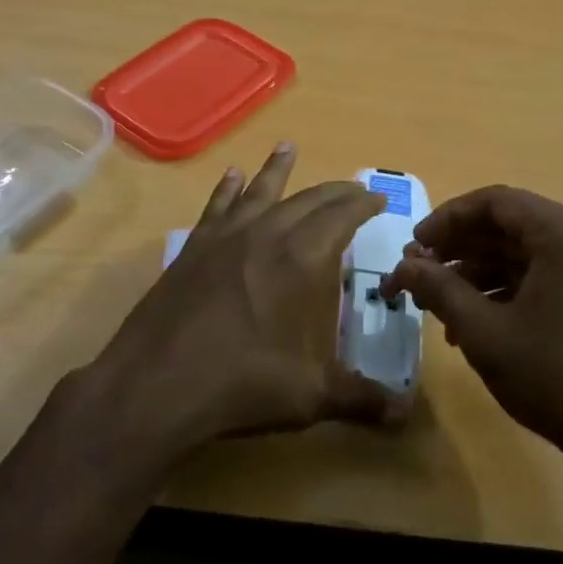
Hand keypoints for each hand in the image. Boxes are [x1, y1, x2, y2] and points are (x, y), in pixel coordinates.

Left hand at [72, 145, 402, 468]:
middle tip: (352, 189)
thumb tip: (405, 416)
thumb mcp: (311, 396)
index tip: (377, 198)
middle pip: (308, 199)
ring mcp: (225, 237)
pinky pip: (217, 206)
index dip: (363, 204)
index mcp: (304, 259)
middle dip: (334, 191)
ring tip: (288, 146)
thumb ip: (361, 399)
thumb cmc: (243, 383)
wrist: (158, 383)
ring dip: (278, 169)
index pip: (342, 216)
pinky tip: (232, 176)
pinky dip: (228, 189)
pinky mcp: (193, 248)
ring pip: (260, 191)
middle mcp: (267, 234)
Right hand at [381, 186, 562, 474]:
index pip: (495, 203)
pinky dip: (504, 288)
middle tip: (419, 272)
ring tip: (436, 301)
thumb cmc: (552, 375)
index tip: (414, 245)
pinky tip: (470, 320)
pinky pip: (542, 274)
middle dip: (458, 247)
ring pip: (523, 252)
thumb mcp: (483, 331)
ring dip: (476, 270)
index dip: (447, 219)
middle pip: (509, 225)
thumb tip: (402, 266)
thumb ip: (438, 289)